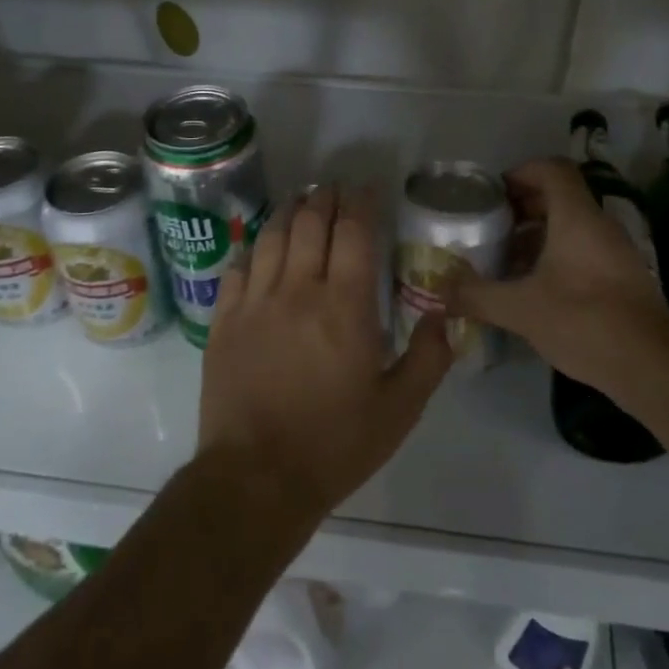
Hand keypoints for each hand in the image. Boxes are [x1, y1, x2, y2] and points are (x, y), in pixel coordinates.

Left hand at [198, 186, 453, 518]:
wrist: (256, 479)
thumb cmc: (334, 444)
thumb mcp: (400, 410)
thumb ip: (429, 358)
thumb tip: (445, 315)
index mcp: (345, 306)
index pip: (353, 233)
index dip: (360, 204)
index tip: (366, 190)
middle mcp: (298, 290)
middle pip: (310, 224)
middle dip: (325, 199)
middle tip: (334, 190)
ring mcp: (255, 302)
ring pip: (272, 237)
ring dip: (289, 212)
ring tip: (300, 202)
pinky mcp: (224, 321)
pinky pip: (237, 267)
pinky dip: (253, 248)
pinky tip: (261, 246)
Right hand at [445, 158, 668, 404]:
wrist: (652, 366)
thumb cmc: (584, 321)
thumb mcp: (520, 309)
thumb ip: (476, 295)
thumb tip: (439, 289)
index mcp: (577, 218)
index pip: (552, 170)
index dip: (521, 172)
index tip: (493, 194)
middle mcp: (599, 225)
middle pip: (560, 196)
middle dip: (523, 206)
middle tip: (491, 226)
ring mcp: (615, 252)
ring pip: (571, 226)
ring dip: (537, 234)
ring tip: (505, 258)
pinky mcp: (621, 278)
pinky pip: (582, 250)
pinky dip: (555, 256)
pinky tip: (533, 288)